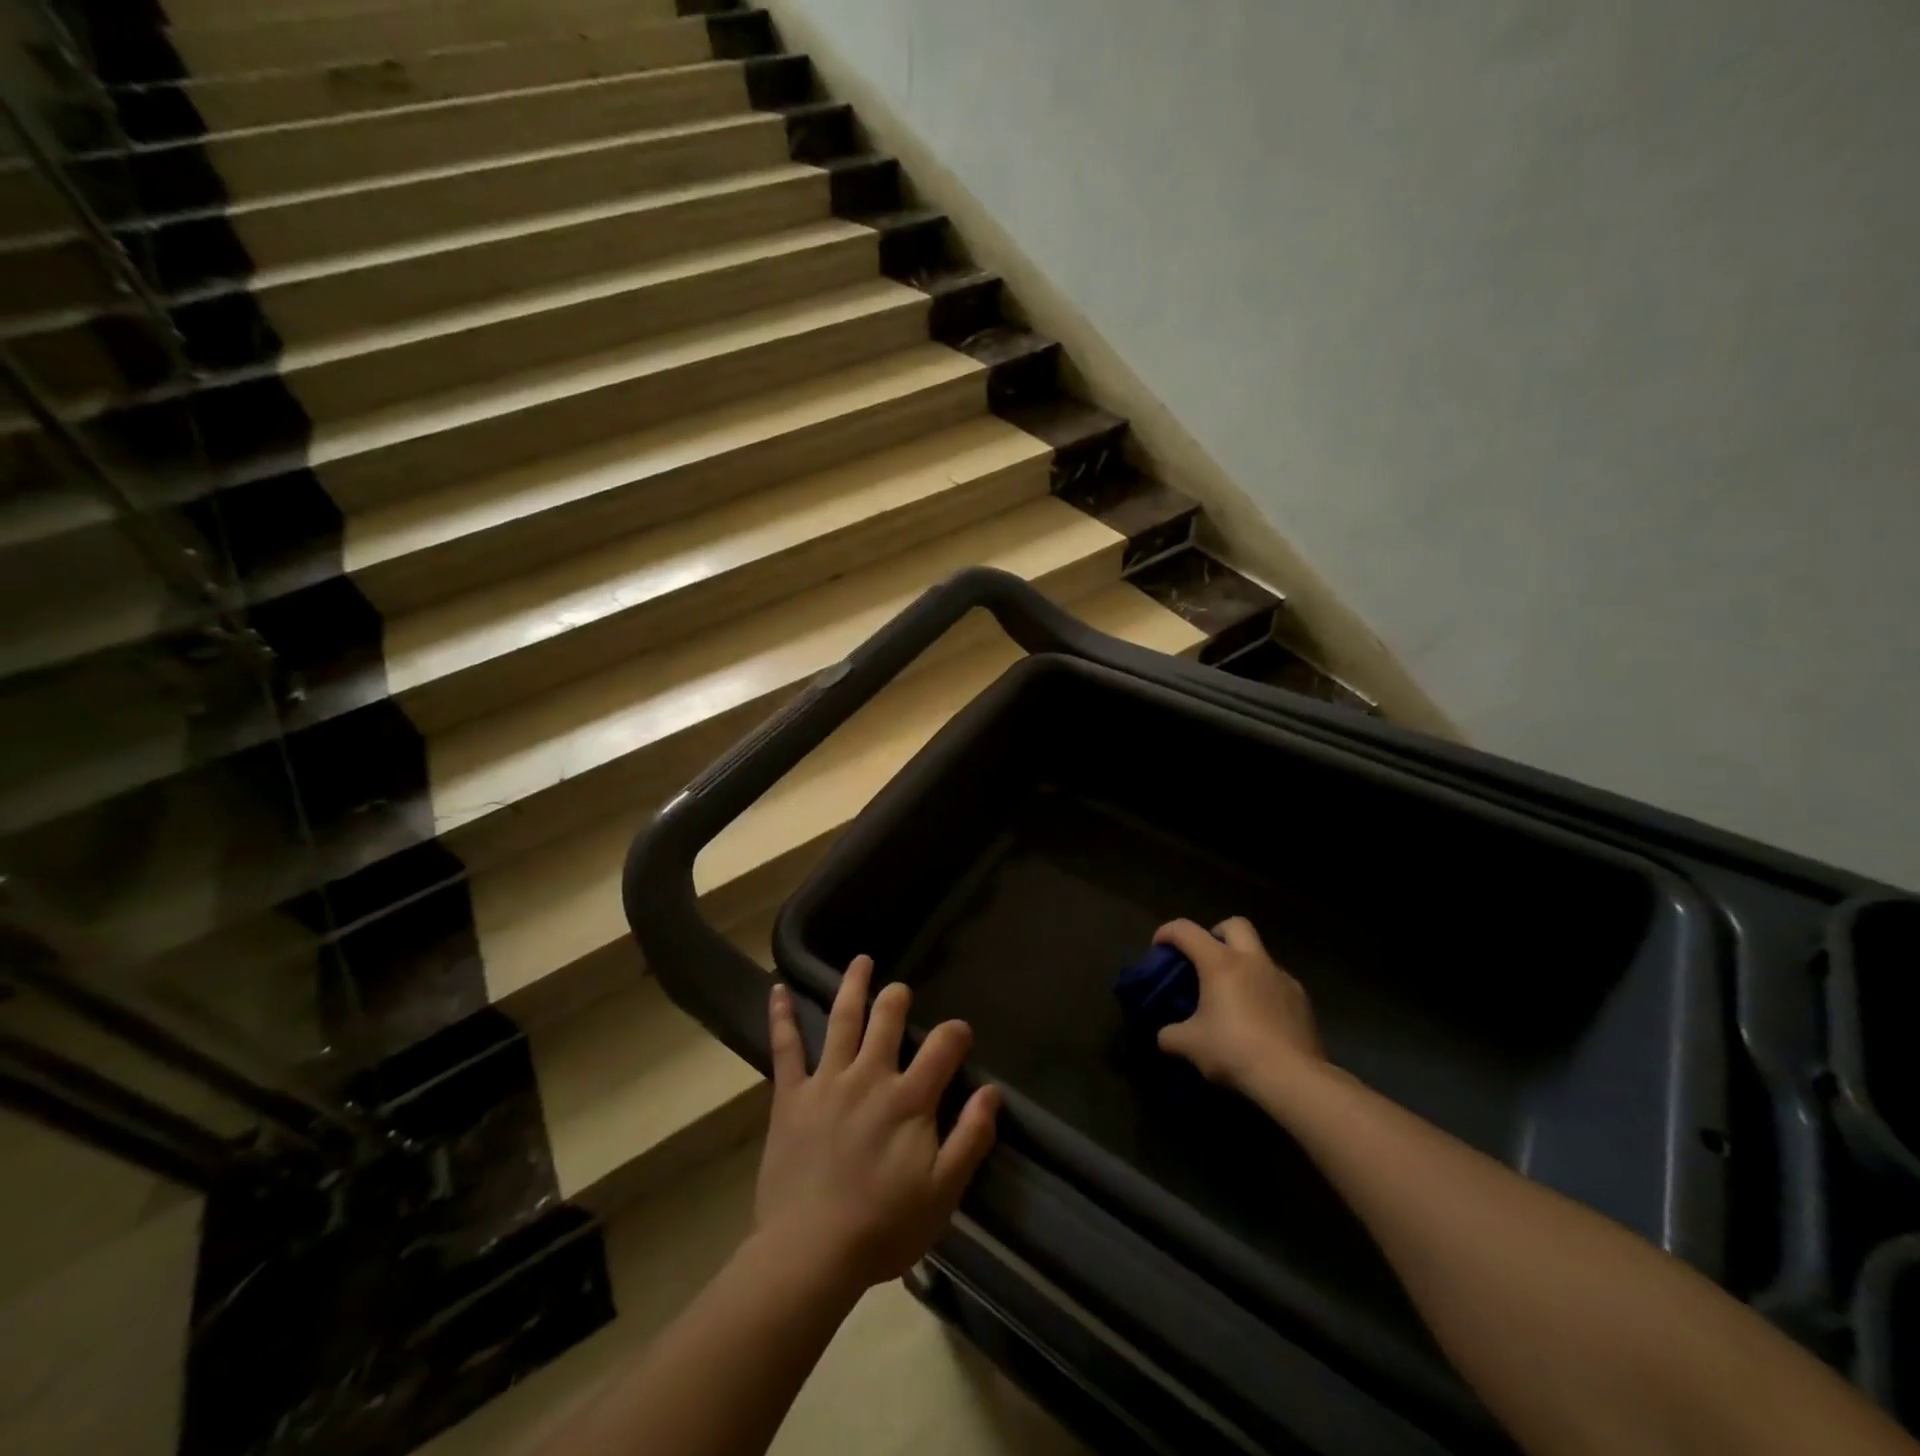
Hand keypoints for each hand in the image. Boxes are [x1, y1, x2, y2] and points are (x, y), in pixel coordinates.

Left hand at [755, 956, 999, 1291]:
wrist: (810, 1253)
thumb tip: (991, 1092)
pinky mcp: (791, 1096)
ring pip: (842, 1019)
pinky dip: (782, 1017)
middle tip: (900, 990)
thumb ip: (971, 1138)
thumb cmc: (883, 1227)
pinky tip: (778, 989)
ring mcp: (827, 1081)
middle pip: (888, 1019)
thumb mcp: (943, 1193)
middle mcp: (869, 1076)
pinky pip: (786, 1047)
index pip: (943, 1046)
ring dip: (853, 986)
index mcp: (909, 1099)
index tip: (960, 1035)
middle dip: (898, 998)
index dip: (957, 1033)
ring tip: (861, 962)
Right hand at [1154, 917, 1323, 1090]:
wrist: (1293, 1078)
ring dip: (1243, 965)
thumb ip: (1170, 1035)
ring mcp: (1282, 978)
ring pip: (1259, 955)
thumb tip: (1166, 1036)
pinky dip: (1263, 991)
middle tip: (1205, 960)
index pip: (1186, 930)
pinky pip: (1277, 983)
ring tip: (1233, 997)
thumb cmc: (1234, 1051)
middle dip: (1216, 934)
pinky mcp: (1302, 1000)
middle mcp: (1253, 961)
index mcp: (1220, 962)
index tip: (1159, 948)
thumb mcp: (1189, 1045)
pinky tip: (1259, 1019)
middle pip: (1235, 924)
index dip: (1167, 933)